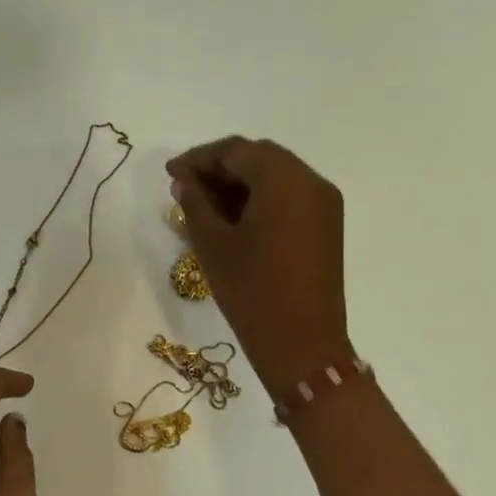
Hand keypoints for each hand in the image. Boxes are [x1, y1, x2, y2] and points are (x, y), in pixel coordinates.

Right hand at [166, 137, 349, 393]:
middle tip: (185, 186)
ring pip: (275, 176)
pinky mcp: (325, 227)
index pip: (236, 151)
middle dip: (219, 167)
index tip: (170, 174)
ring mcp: (323, 205)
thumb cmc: (252, 290)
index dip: (199, 159)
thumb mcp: (213, 243)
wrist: (302, 345)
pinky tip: (231, 218)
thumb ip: (195, 203)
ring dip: (239, 183)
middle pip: (259, 158)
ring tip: (203, 204)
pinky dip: (259, 198)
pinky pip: (288, 197)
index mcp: (285, 180)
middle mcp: (311, 182)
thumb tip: (185, 181)